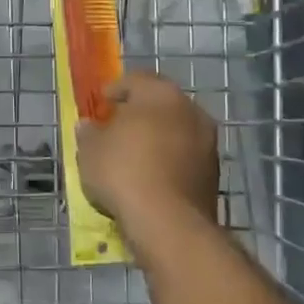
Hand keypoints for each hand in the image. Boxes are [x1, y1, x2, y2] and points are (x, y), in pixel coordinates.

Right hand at [76, 71, 218, 238]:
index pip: (135, 80)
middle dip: (139, 113)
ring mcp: (207, 141)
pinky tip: (150, 177)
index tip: (101, 103)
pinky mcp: (214, 172)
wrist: (169, 223)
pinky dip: (168, 161)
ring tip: (133, 155)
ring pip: (175, 131)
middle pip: (159, 104)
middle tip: (116, 127)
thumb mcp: (90, 150)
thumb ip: (89, 133)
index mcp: (160, 93)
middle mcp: (190, 109)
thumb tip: (89, 126)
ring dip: (156, 138)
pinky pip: (184, 157)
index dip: (115, 90)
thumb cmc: (124, 172)